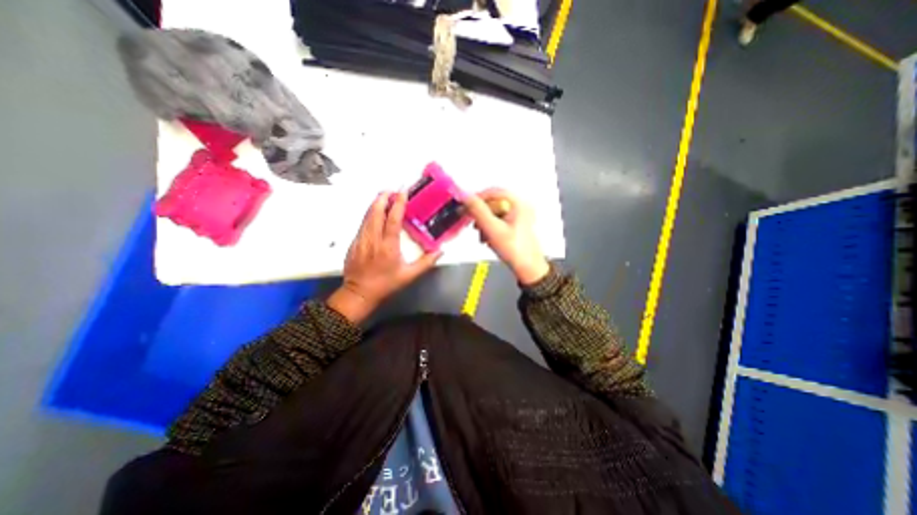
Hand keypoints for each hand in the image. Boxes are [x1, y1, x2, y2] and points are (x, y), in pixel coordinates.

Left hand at [328, 191, 441, 323]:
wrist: (359, 293)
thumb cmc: (386, 284)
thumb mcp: (409, 276)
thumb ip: (426, 262)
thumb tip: (440, 251)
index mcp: (388, 246)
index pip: (392, 219)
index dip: (398, 203)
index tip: (403, 192)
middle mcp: (373, 239)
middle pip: (376, 211)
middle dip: (383, 197)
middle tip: (392, 190)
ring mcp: (361, 239)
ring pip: (367, 215)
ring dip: (375, 203)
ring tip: (384, 196)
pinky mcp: (354, 242)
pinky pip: (362, 223)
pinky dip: (369, 214)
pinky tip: (374, 213)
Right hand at [462, 190, 545, 284]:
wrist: (528, 269)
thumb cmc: (514, 250)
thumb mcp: (492, 229)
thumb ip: (477, 210)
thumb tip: (464, 195)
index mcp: (518, 203)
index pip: (493, 192)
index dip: (477, 198)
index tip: (465, 207)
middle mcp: (520, 206)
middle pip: (493, 202)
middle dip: (481, 215)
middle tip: (474, 225)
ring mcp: (518, 216)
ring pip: (494, 213)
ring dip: (484, 223)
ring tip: (482, 236)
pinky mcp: (516, 225)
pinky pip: (498, 221)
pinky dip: (490, 228)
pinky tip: (488, 239)